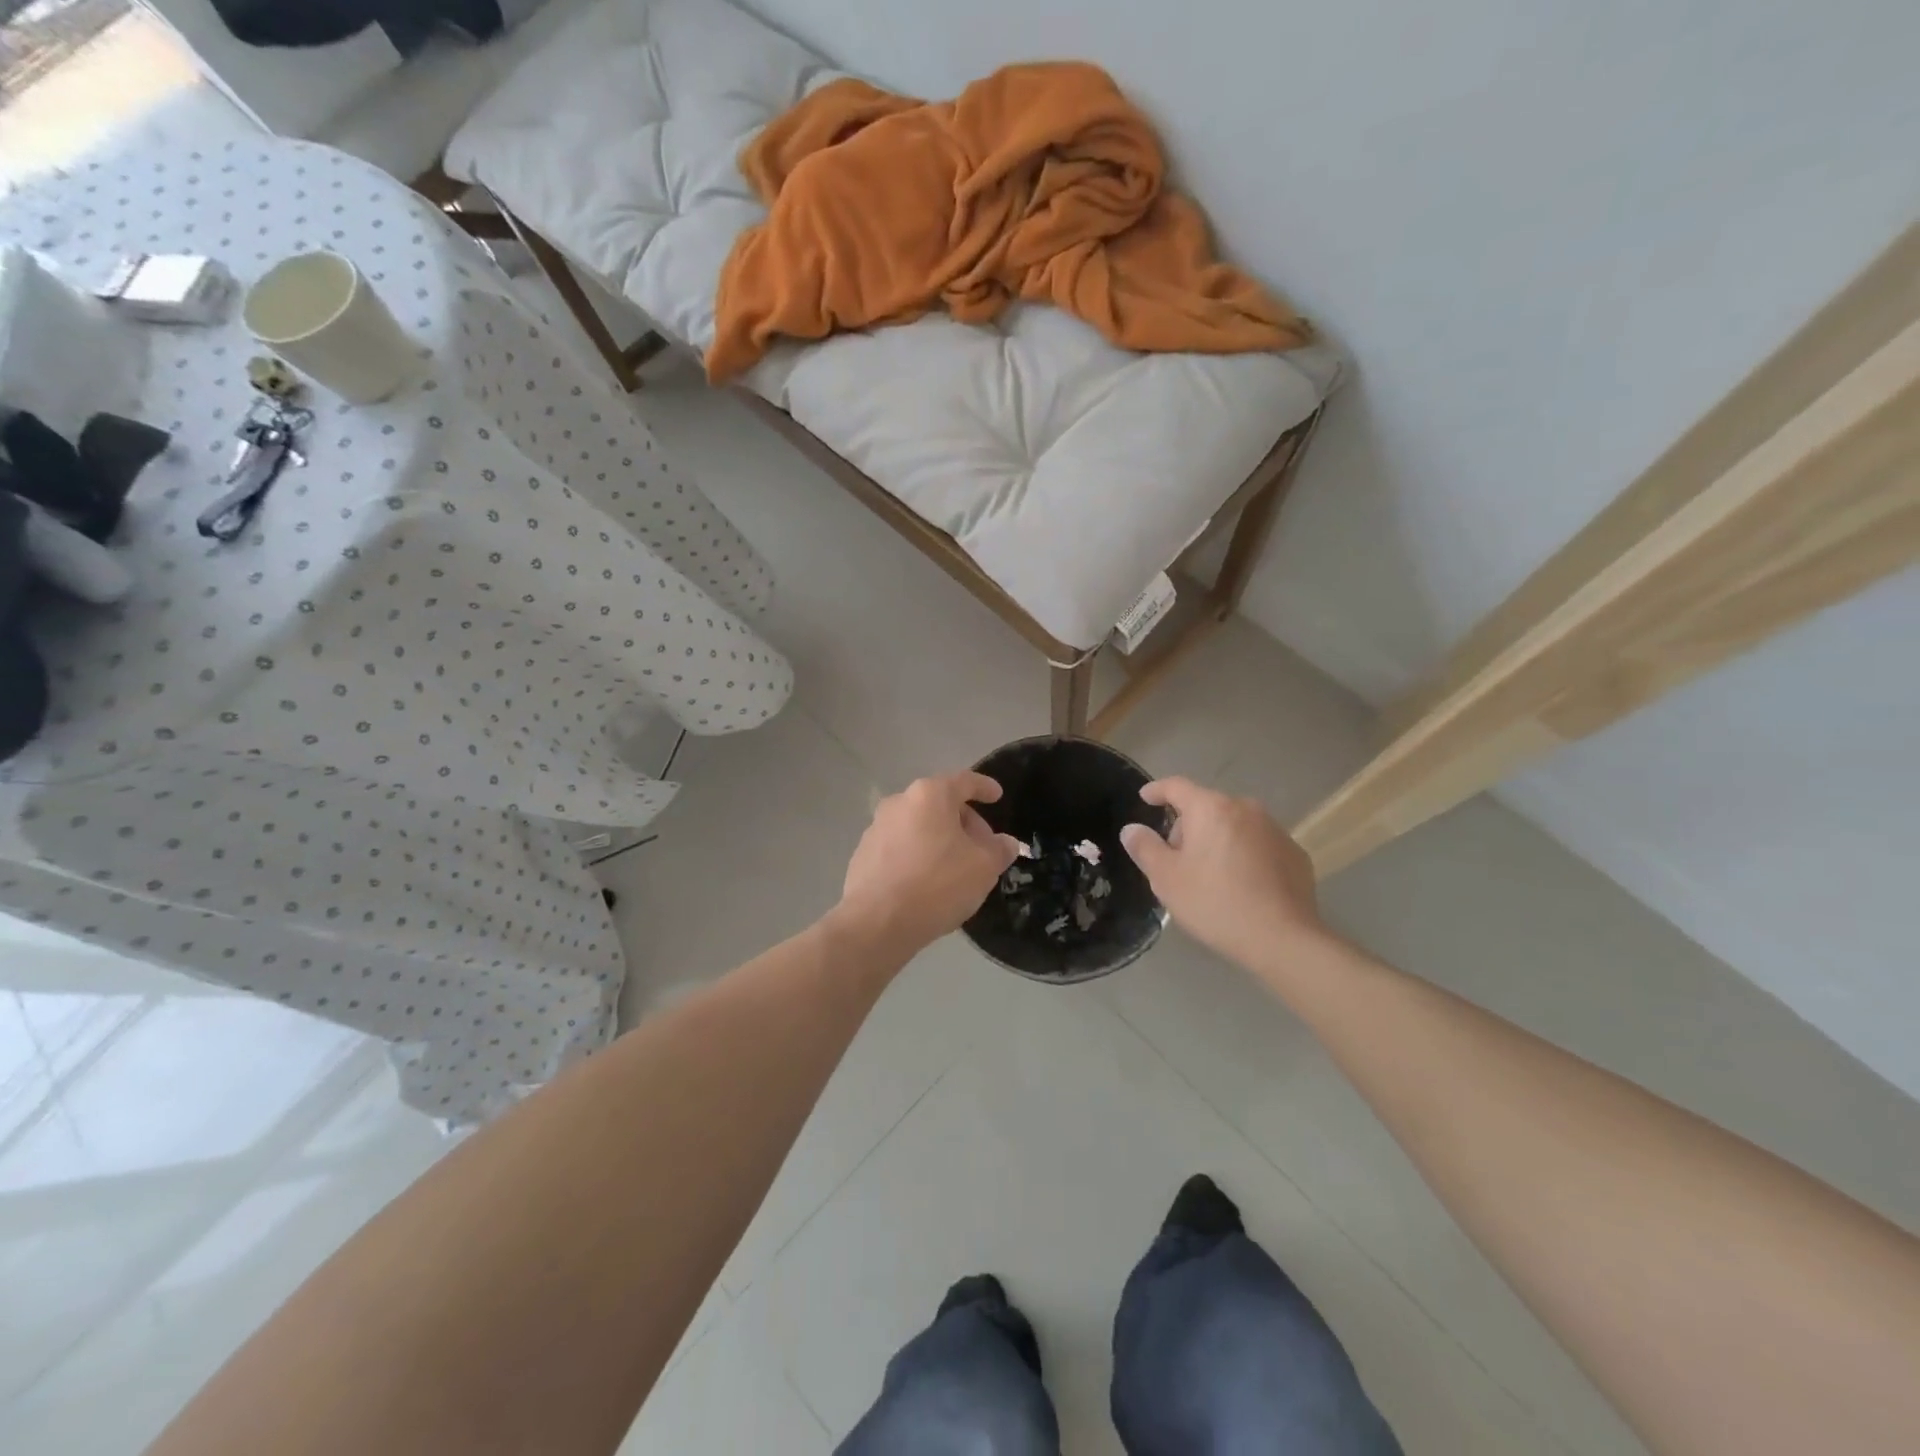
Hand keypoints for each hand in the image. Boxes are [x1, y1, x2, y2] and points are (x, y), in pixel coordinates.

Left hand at [835, 771, 1022, 955]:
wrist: (876, 923)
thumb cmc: (937, 884)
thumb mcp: (983, 868)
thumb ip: (999, 850)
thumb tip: (1005, 843)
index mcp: (929, 795)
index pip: (964, 781)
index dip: (984, 787)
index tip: (996, 796)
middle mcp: (899, 802)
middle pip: (940, 804)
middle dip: (965, 822)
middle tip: (982, 849)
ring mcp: (876, 828)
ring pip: (919, 827)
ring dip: (940, 841)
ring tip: (956, 870)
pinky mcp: (863, 855)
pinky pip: (901, 847)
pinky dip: (918, 856)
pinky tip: (928, 884)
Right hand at [1119, 777, 1324, 969]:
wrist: (1283, 938)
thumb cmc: (1215, 903)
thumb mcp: (1167, 878)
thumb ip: (1145, 848)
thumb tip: (1132, 829)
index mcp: (1210, 809)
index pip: (1176, 786)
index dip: (1157, 790)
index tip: (1146, 798)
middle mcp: (1245, 809)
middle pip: (1206, 807)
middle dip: (1188, 826)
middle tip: (1177, 860)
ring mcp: (1275, 830)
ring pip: (1234, 825)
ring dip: (1218, 840)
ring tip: (1210, 875)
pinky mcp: (1295, 853)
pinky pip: (1258, 844)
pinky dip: (1244, 854)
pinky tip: (1242, 885)